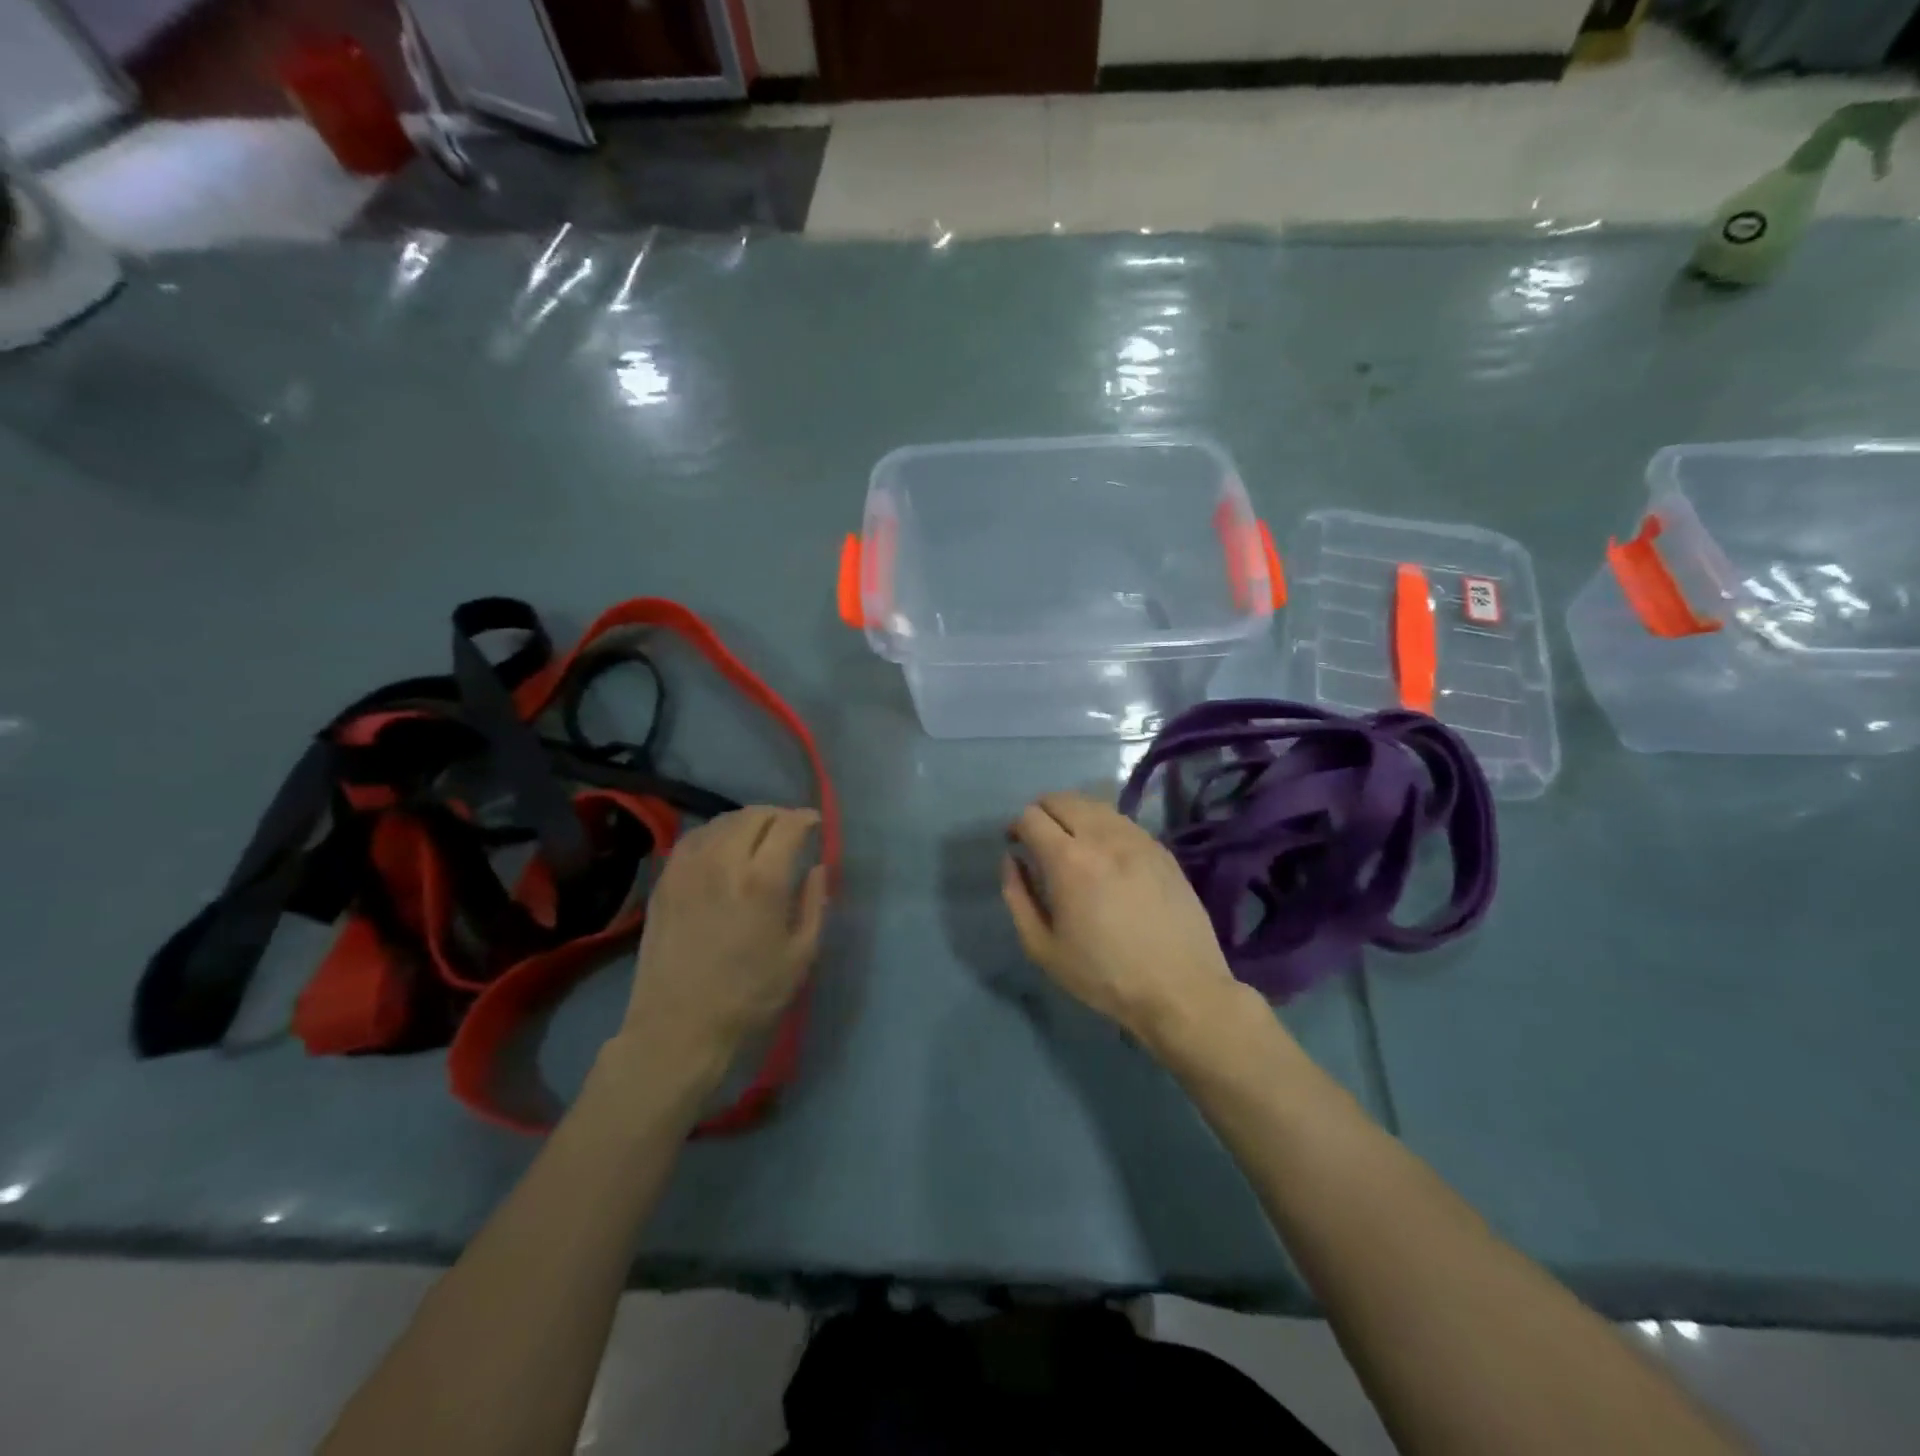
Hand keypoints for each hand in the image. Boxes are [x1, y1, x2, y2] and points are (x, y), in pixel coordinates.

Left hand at [618, 806, 826, 1083]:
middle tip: (790, 830)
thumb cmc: (750, 997)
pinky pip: (693, 838)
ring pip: (721, 821)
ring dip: (746, 821)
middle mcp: (723, 861)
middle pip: (754, 815)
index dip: (805, 818)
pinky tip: (722, 847)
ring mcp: (688, 868)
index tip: (815, 824)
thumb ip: (815, 903)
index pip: (788, 825)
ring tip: (758, 835)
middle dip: (778, 815)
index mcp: (763, 880)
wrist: (679, 1028)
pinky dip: (715, 833)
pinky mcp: (665, 881)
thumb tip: (817, 869)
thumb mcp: (801, 955)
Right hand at [1001, 791, 1243, 1057]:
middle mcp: (1102, 837)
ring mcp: (1137, 839)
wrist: (1180, 988)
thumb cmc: (1104, 974)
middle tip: (1038, 839)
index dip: (1016, 826)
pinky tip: (1105, 854)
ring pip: (1094, 805)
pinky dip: (1102, 826)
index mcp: (1068, 860)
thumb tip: (1012, 860)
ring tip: (1071, 843)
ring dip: (1073, 815)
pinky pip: (1122, 821)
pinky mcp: (1161, 849)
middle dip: (1041, 812)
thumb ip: (1018, 897)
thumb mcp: (1043, 948)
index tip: (1016, 845)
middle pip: (1062, 799)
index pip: (1031, 816)